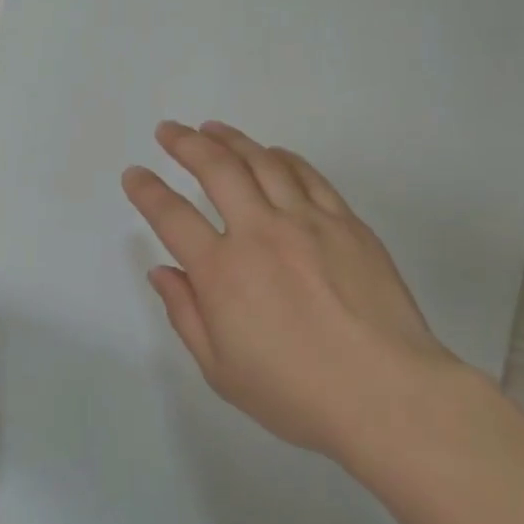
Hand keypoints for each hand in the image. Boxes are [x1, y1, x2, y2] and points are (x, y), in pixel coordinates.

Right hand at [122, 120, 460, 465]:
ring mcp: (307, 222)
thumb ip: (186, 314)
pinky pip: (309, 176)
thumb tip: (162, 272)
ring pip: (262, 162)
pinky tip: (271, 153)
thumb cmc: (297, 394)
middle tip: (167, 130)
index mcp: (222, 271)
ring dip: (231, 140)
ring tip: (211, 128)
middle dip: (185, 143)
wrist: (388, 395)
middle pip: (216, 169)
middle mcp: (259, 233)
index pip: (172, 216)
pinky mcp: (346, 223)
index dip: (147, 190)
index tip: (134, 174)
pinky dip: (283, 157)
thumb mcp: (221, 370)